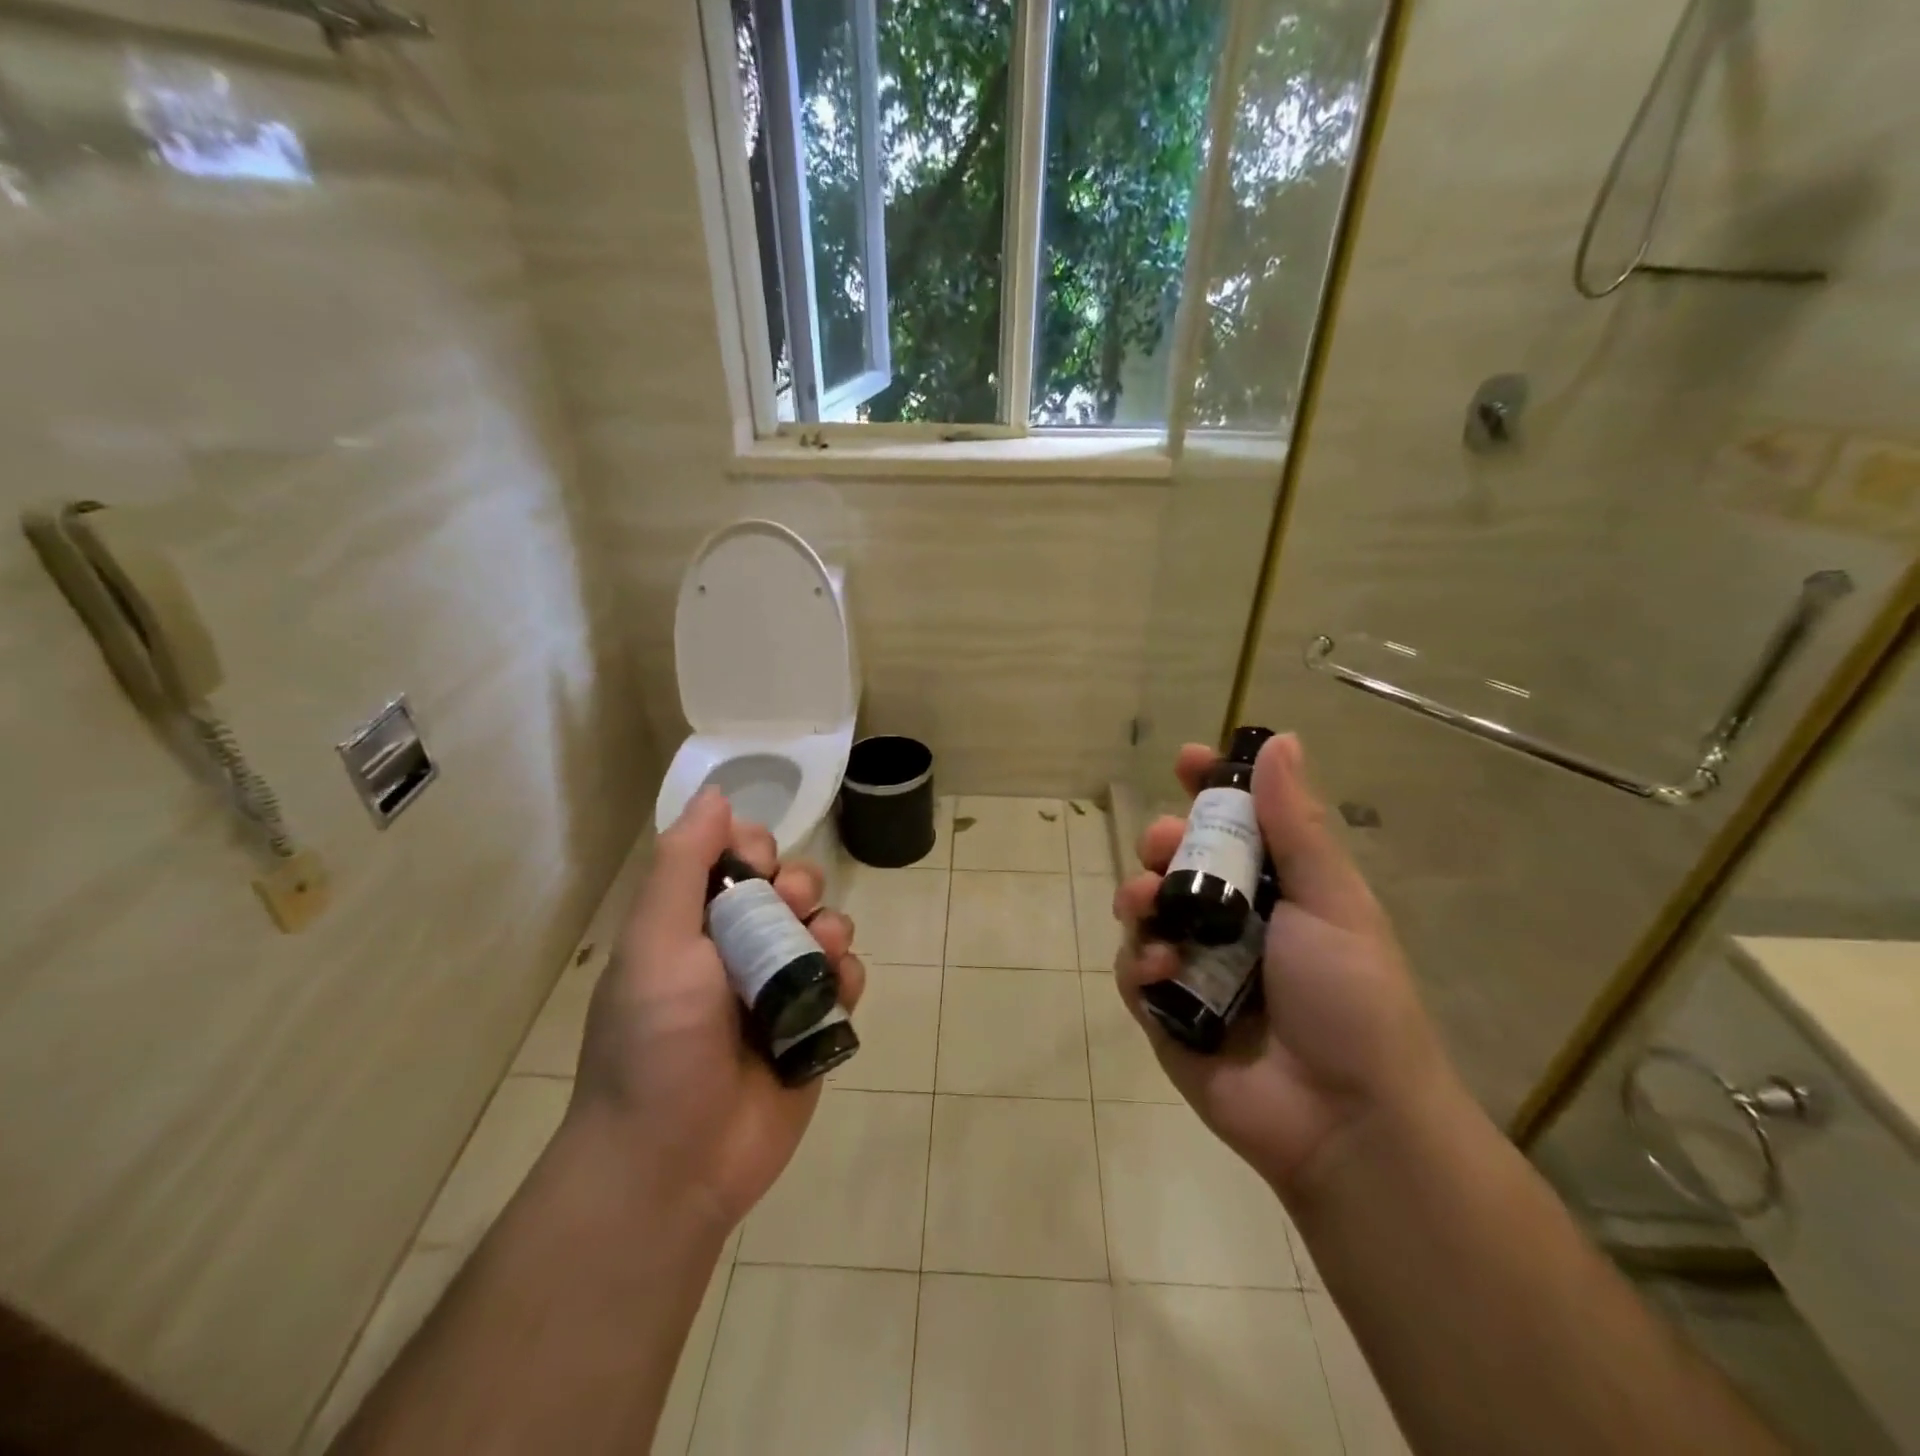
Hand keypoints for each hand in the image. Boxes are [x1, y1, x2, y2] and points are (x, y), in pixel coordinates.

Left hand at [569, 788, 864, 1230]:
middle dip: (799, 887)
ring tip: (819, 956)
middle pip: (791, 885)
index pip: (737, 856)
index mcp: (693, 923)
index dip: (755, 848)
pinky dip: (848, 978)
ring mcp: (779, 989)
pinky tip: (834, 996)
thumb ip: (682, 865)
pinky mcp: (812, 1027)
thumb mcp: (655, 944)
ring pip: (826, 927)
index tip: (757, 865)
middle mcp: (738, 948)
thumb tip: (716, 794)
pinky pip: (847, 979)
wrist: (672, 1166)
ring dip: (829, 929)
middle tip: (789, 911)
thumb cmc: (655, 1044)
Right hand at [1114, 734, 1452, 1204]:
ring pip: (1145, 909)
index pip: (1234, 824)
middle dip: (1161, 842)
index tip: (1186, 761)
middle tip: (1163, 844)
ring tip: (1149, 903)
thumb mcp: (1331, 901)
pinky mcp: (1165, 1012)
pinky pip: (1133, 968)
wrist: (1347, 1119)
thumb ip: (1296, 825)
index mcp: (1276, 890)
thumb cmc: (1351, 998)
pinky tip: (1161, 968)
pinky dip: (1139, 961)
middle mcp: (1232, 922)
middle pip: (1178, 861)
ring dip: (1139, 895)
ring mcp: (1195, 966)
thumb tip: (1281, 740)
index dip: (1208, 789)